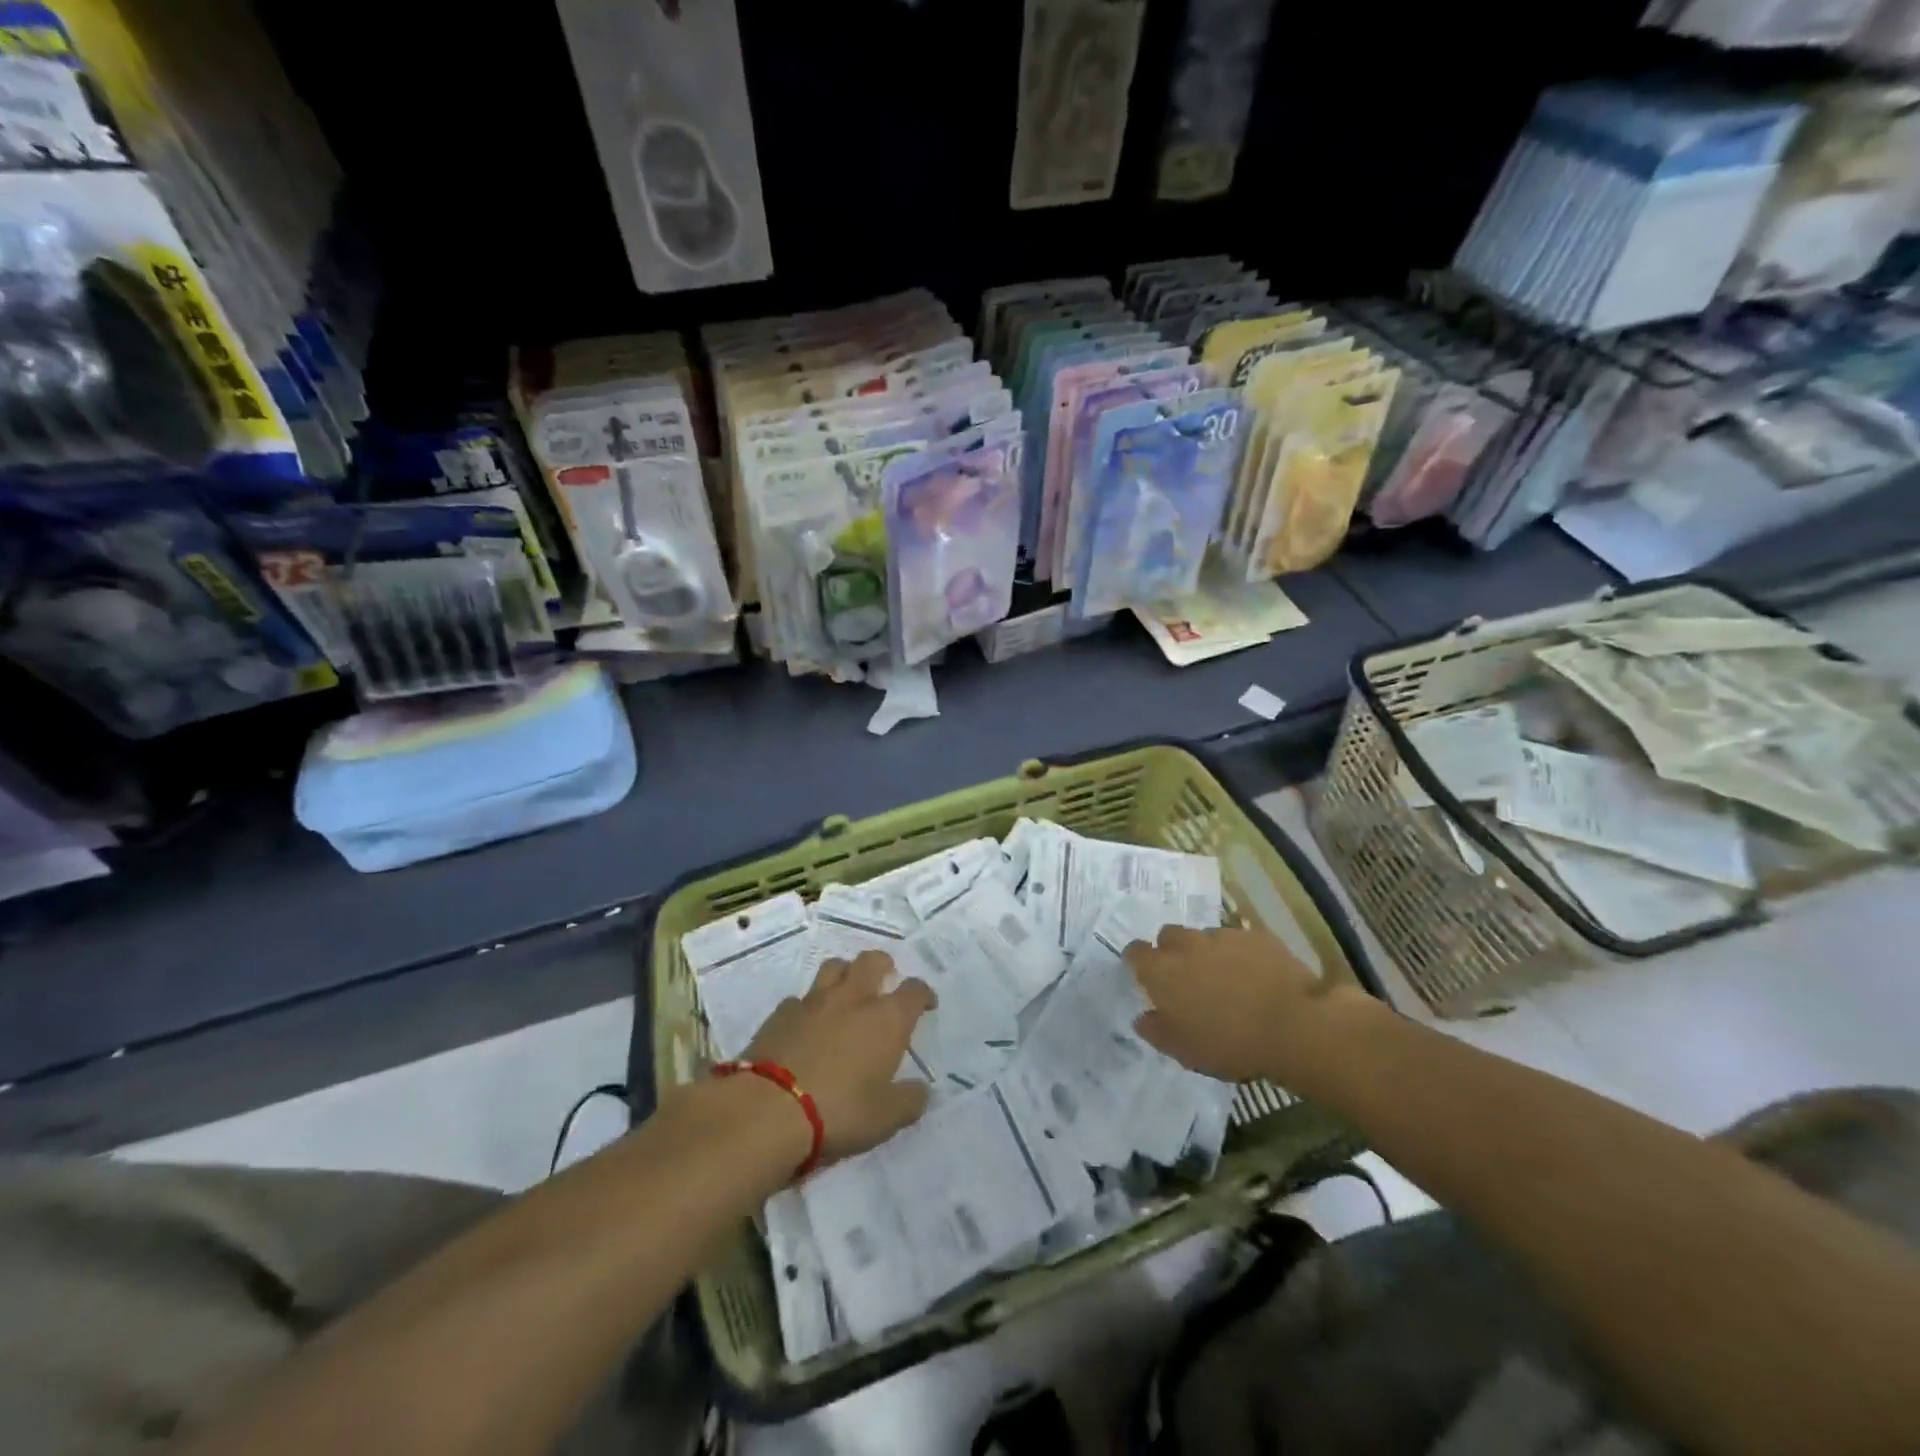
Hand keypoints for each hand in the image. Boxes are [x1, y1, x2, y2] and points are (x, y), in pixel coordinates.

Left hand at [744, 951, 937, 1166]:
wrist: (768, 1110)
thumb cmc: (839, 1111)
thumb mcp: (886, 1118)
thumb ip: (909, 1101)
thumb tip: (919, 1090)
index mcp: (887, 1019)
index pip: (914, 990)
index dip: (923, 994)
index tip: (926, 1005)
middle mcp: (853, 998)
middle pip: (872, 960)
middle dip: (883, 966)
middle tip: (885, 981)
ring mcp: (814, 1001)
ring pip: (834, 967)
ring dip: (845, 973)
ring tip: (846, 992)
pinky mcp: (781, 1013)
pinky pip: (800, 998)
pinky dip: (808, 1006)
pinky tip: (806, 1024)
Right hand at [1125, 925, 1378, 1090]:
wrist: (1294, 1026)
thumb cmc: (1230, 1043)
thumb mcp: (1184, 1051)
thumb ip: (1156, 1031)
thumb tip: (1142, 1017)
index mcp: (1162, 970)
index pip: (1135, 952)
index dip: (1139, 963)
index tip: (1148, 978)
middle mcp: (1187, 944)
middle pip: (1169, 936)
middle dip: (1173, 952)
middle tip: (1188, 980)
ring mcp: (1223, 936)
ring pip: (1205, 937)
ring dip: (1207, 953)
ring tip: (1227, 980)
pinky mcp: (1256, 936)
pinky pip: (1239, 940)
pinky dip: (1240, 954)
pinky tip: (1256, 976)